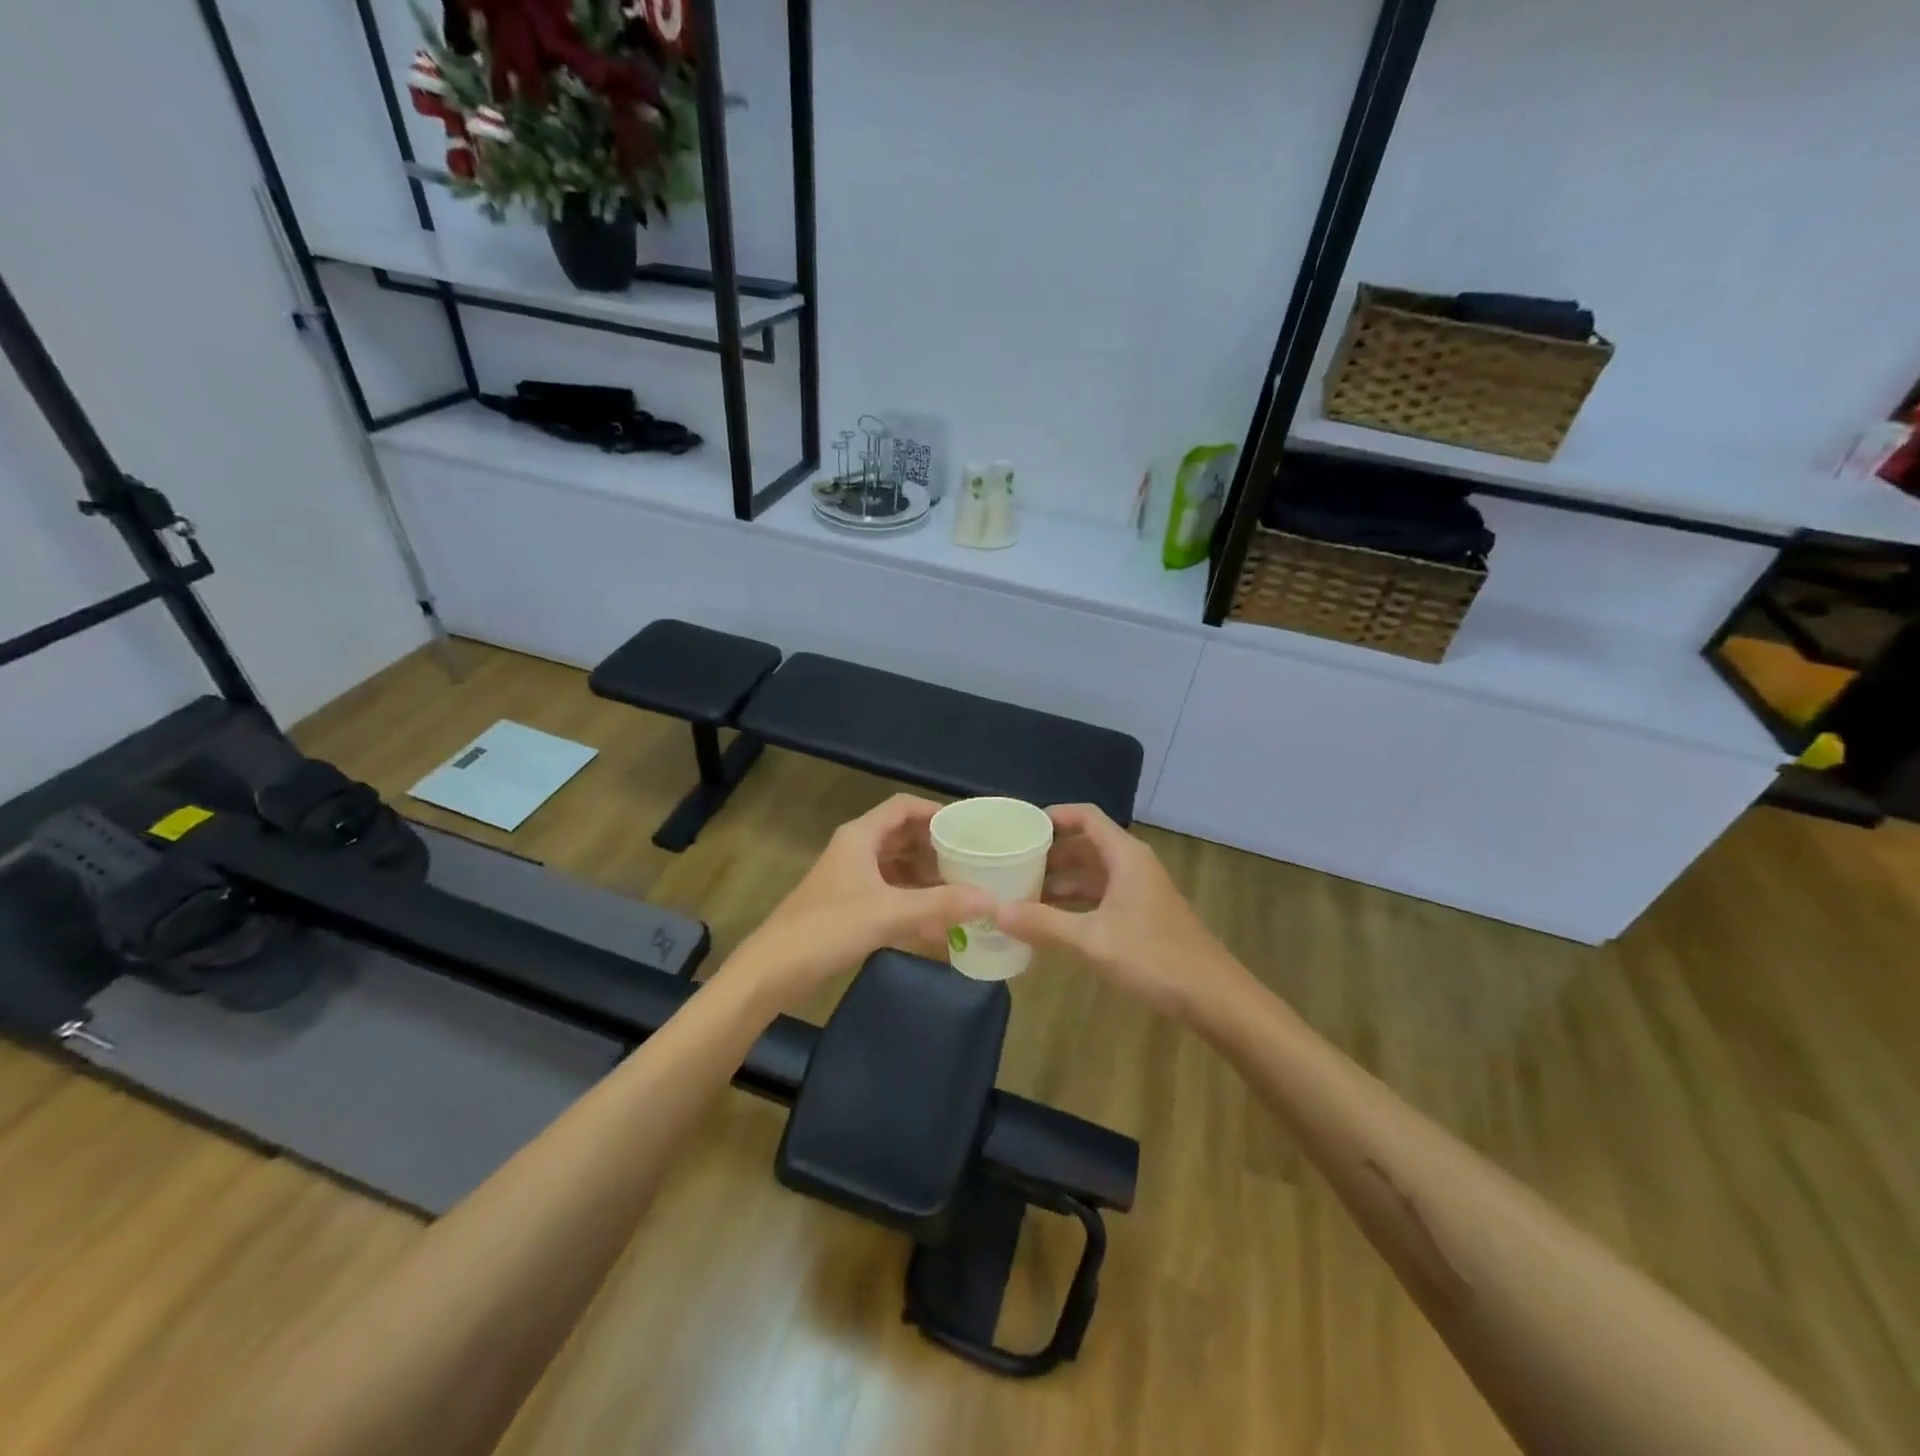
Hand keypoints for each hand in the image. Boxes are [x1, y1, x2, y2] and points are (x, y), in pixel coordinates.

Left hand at [728, 795, 993, 1007]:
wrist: (772, 971)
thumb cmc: (827, 928)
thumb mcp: (889, 913)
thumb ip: (941, 905)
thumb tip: (992, 899)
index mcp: (860, 837)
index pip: (904, 807)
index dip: (937, 811)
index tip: (970, 826)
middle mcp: (856, 850)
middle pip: (903, 836)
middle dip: (937, 846)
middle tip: (975, 859)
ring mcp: (851, 879)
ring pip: (898, 867)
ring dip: (927, 876)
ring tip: (964, 888)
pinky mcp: (849, 907)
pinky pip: (890, 894)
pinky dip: (913, 902)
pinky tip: (938, 922)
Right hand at [996, 805, 1245, 1023]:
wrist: (1213, 997)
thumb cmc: (1153, 957)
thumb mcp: (1091, 940)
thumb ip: (1042, 924)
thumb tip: (994, 910)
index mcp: (1125, 856)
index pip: (1086, 817)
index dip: (1054, 816)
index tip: (1020, 827)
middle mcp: (1132, 866)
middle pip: (1085, 845)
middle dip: (1049, 854)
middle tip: (1010, 865)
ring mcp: (1138, 892)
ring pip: (1092, 874)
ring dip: (1060, 882)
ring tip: (1021, 894)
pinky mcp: (1141, 916)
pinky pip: (1100, 898)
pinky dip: (1074, 904)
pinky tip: (1050, 922)